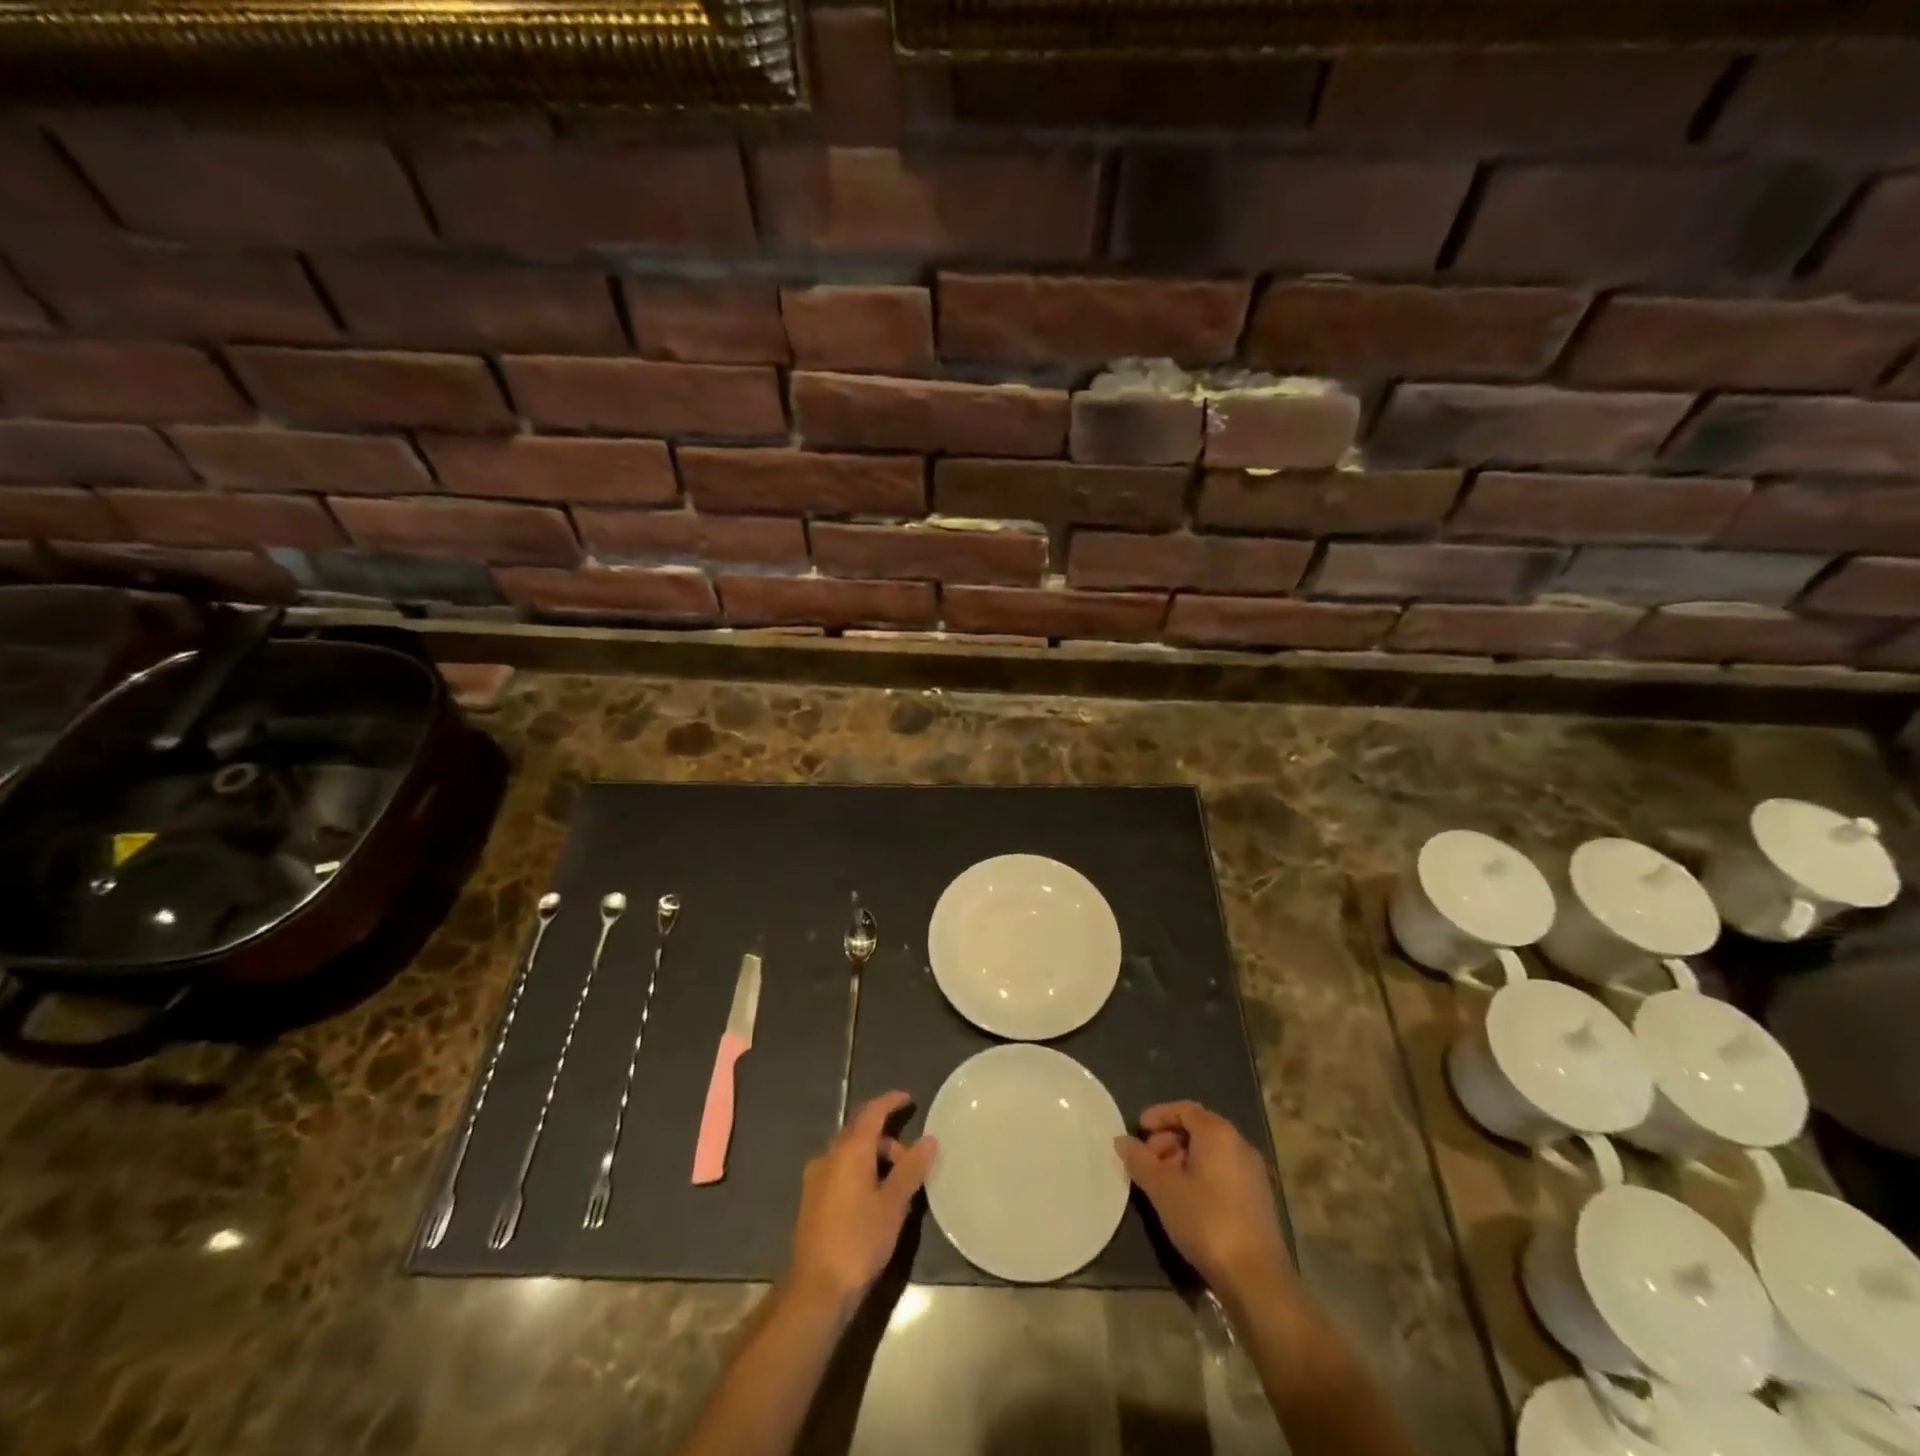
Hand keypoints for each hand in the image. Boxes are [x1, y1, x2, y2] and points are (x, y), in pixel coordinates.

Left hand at [787, 1090, 936, 1307]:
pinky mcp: (811, 1201)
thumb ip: (911, 1168)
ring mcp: (816, 1178)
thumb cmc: (859, 1240)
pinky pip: (839, 1171)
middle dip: (886, 1138)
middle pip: (859, 1132)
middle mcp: (829, 1156)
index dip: (890, 1101)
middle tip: (910, 1158)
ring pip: (849, 1153)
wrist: (816, 1289)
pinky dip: (859, 1172)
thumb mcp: (893, 1204)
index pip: (872, 1112)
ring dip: (873, 1158)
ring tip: (895, 1184)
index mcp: (849, 1150)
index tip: (909, 1099)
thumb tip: (929, 1139)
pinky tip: (873, 1199)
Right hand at [1115, 1100, 1294, 1304]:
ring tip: (1163, 1184)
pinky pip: (1223, 1171)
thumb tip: (1121, 1141)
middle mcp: (1239, 1144)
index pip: (1184, 1109)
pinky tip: (1186, 1201)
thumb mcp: (1163, 1189)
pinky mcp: (1258, 1198)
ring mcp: (1253, 1172)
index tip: (1138, 1130)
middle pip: (1198, 1129)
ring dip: (1183, 1159)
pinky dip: (1201, 1175)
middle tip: (1147, 1161)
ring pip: (1211, 1152)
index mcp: (1218, 1134)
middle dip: (1168, 1139)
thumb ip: (1139, 1160)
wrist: (1256, 1279)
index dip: (1158, 1115)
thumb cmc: (1206, 1221)